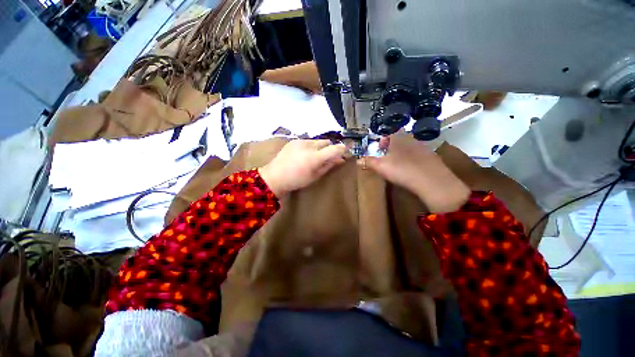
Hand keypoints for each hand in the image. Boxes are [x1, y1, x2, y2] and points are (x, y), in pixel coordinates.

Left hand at [259, 139, 346, 197]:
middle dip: (330, 149)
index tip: (345, 152)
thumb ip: (329, 166)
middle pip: (327, 142)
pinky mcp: (294, 140)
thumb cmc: (297, 180)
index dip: (343, 149)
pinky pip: (308, 141)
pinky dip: (311, 146)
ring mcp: (301, 141)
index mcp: (315, 157)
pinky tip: (304, 154)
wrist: (275, 177)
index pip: (335, 148)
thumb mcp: (315, 176)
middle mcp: (309, 145)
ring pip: (318, 141)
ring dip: (320, 147)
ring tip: (313, 157)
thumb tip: (341, 160)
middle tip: (327, 158)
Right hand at [360, 132, 469, 212]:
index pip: (390, 132)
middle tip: (387, 157)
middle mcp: (412, 139)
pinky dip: (413, 159)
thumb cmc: (402, 170)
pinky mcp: (433, 157)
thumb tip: (358, 160)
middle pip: (400, 139)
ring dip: (403, 152)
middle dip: (392, 146)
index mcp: (399, 138)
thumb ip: (369, 162)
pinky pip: (419, 155)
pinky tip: (411, 169)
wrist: (432, 181)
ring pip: (410, 146)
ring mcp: (424, 148)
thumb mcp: (381, 167)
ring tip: (398, 164)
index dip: (383, 139)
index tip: (380, 148)